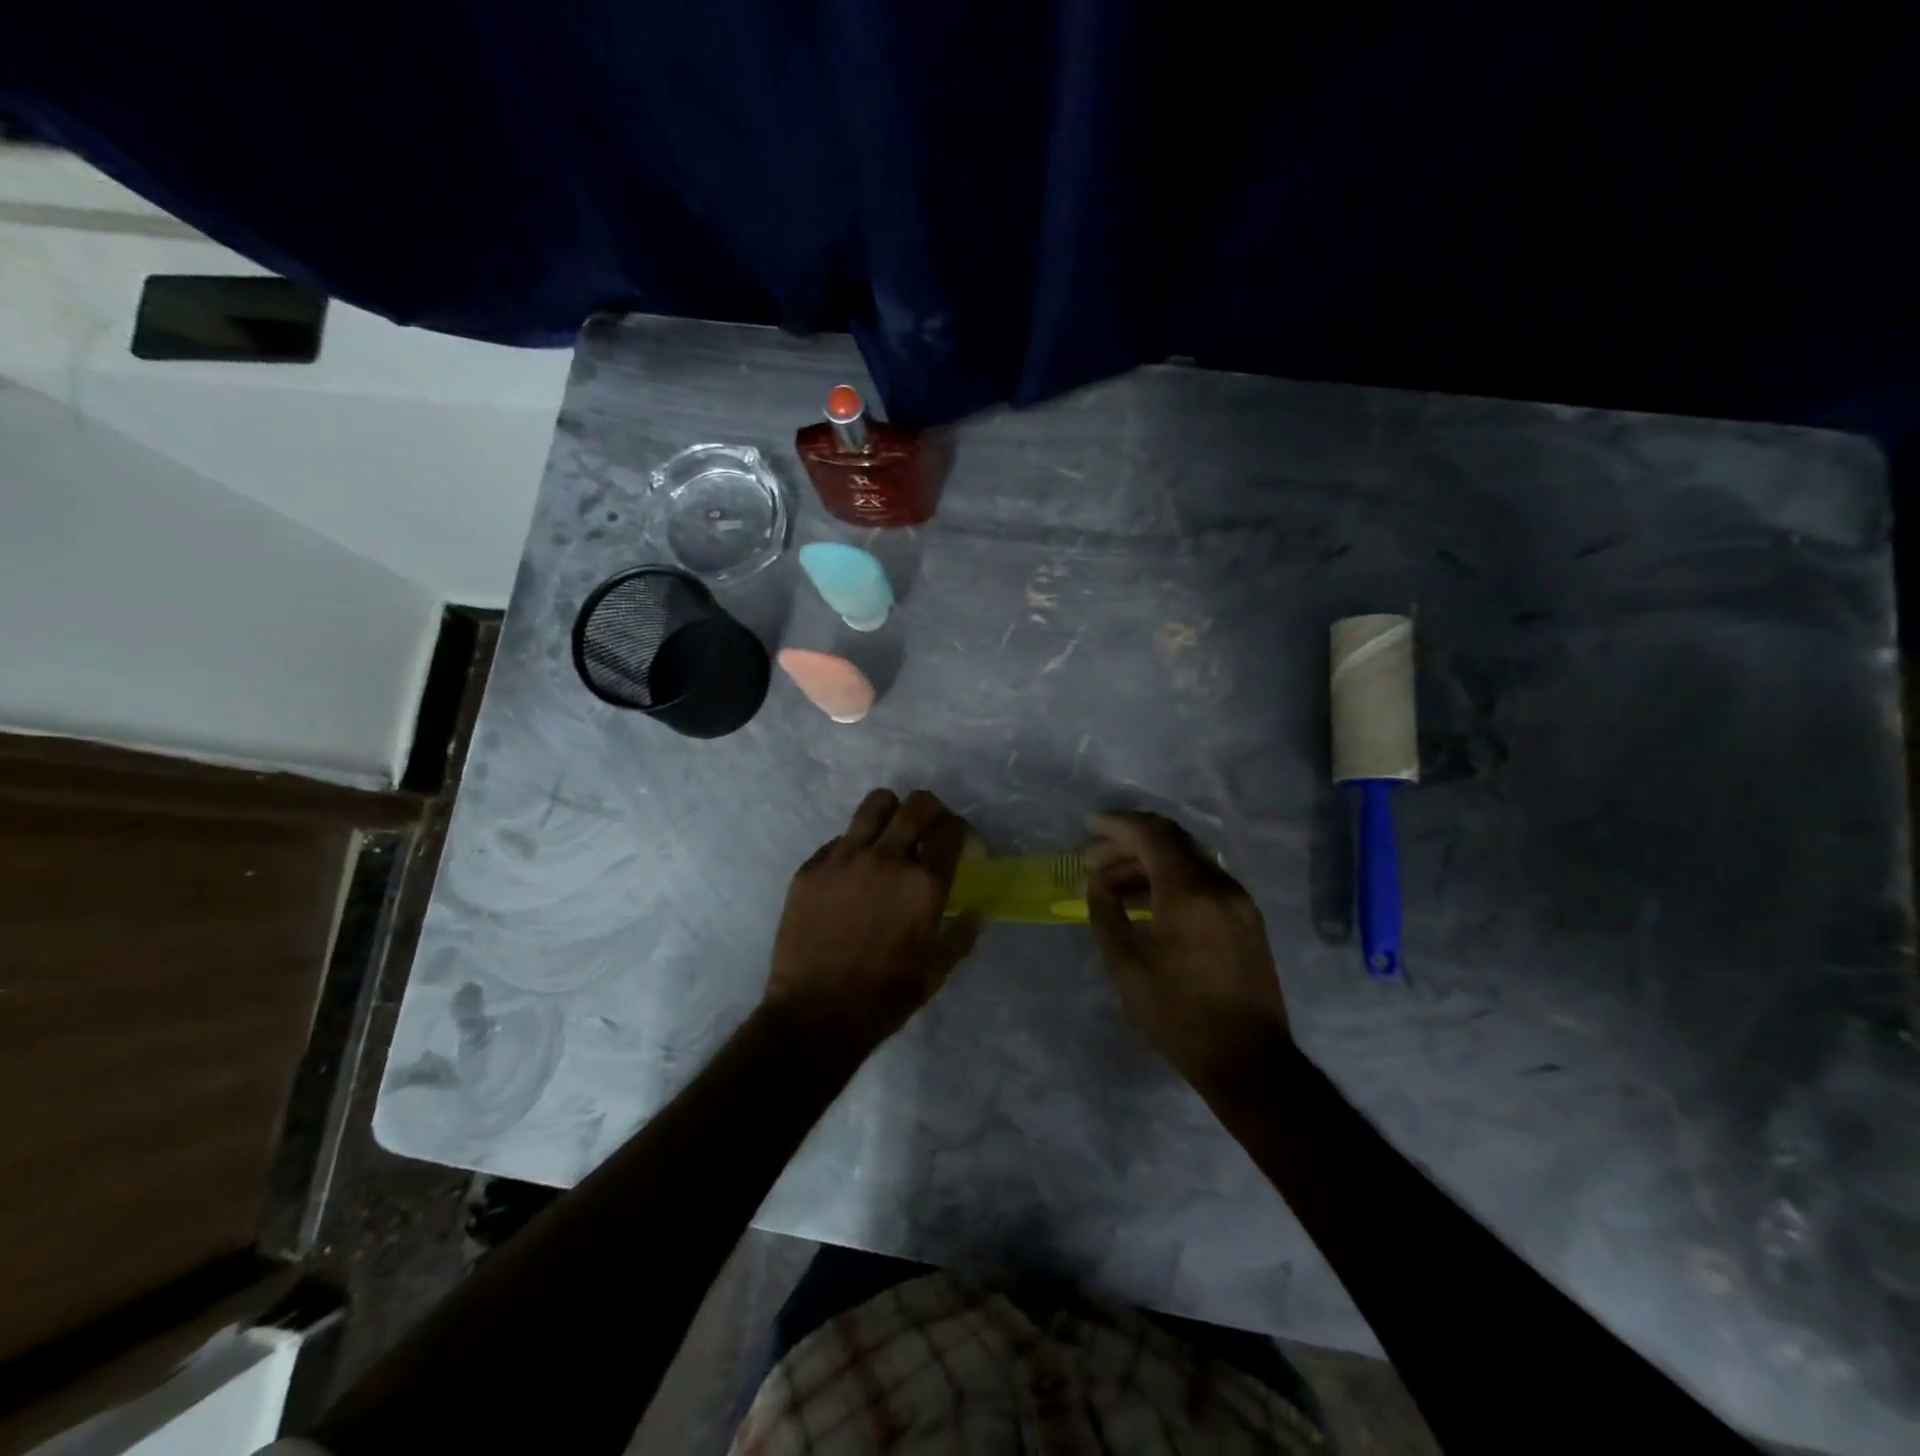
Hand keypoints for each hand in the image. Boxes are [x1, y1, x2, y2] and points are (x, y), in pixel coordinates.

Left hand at [765, 788, 982, 1054]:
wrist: (815, 1015)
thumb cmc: (884, 997)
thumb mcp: (936, 972)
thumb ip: (961, 936)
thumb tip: (975, 913)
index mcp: (924, 884)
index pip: (951, 831)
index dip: (960, 830)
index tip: (958, 840)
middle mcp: (887, 859)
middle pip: (917, 805)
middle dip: (932, 809)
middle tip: (930, 826)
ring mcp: (845, 859)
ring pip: (875, 805)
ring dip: (891, 811)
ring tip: (890, 831)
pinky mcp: (811, 868)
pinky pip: (839, 839)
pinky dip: (854, 846)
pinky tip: (852, 872)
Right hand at [1085, 811, 1290, 1092]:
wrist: (1249, 1061)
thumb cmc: (1179, 1015)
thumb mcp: (1126, 966)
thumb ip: (1106, 914)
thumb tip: (1097, 884)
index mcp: (1189, 892)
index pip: (1152, 833)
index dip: (1117, 824)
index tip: (1088, 826)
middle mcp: (1219, 884)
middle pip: (1170, 841)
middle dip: (1127, 844)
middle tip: (1092, 862)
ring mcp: (1238, 901)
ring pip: (1186, 862)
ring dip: (1147, 866)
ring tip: (1112, 890)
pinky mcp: (1246, 920)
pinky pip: (1202, 884)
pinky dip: (1170, 883)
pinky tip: (1146, 907)